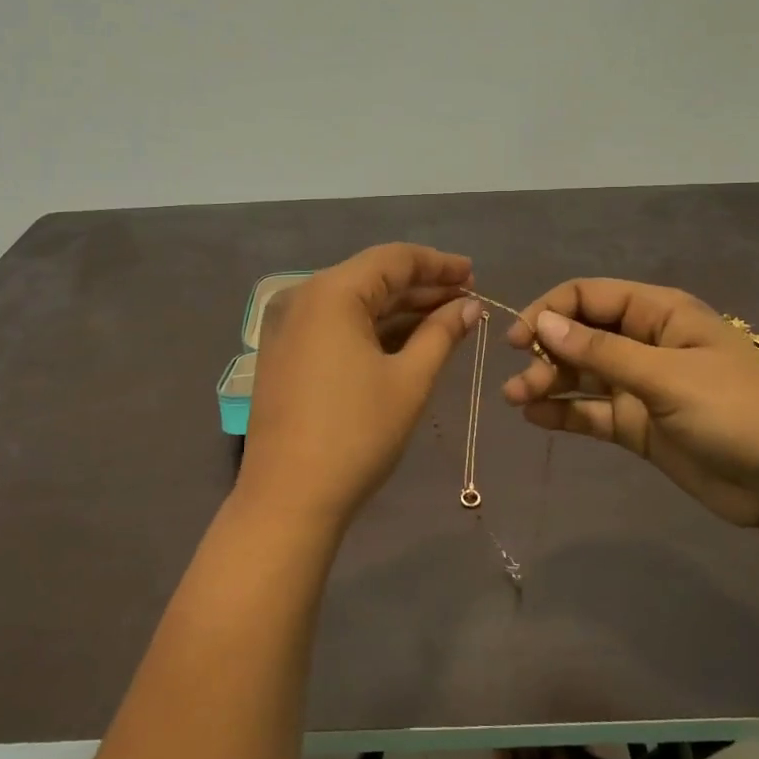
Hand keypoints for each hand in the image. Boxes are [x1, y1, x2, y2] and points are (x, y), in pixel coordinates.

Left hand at [239, 243, 479, 526]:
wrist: (288, 498)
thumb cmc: (356, 434)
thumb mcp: (409, 380)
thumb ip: (442, 334)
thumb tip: (469, 308)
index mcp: (331, 293)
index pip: (394, 259)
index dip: (438, 264)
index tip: (474, 275)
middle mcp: (303, 298)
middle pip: (372, 278)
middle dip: (422, 287)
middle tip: (467, 300)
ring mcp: (288, 327)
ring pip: (354, 304)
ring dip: (400, 310)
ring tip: (447, 319)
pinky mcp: (285, 354)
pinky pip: (336, 326)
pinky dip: (372, 329)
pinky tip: (407, 340)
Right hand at [501, 278, 758, 526]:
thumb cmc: (735, 411)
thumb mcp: (667, 376)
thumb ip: (602, 351)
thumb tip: (543, 323)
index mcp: (659, 314)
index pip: (590, 296)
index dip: (550, 311)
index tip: (520, 338)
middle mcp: (645, 342)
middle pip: (580, 335)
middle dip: (546, 353)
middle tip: (519, 382)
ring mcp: (640, 385)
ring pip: (581, 374)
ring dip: (547, 382)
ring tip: (516, 400)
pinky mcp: (637, 424)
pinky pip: (591, 410)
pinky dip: (563, 412)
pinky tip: (535, 418)